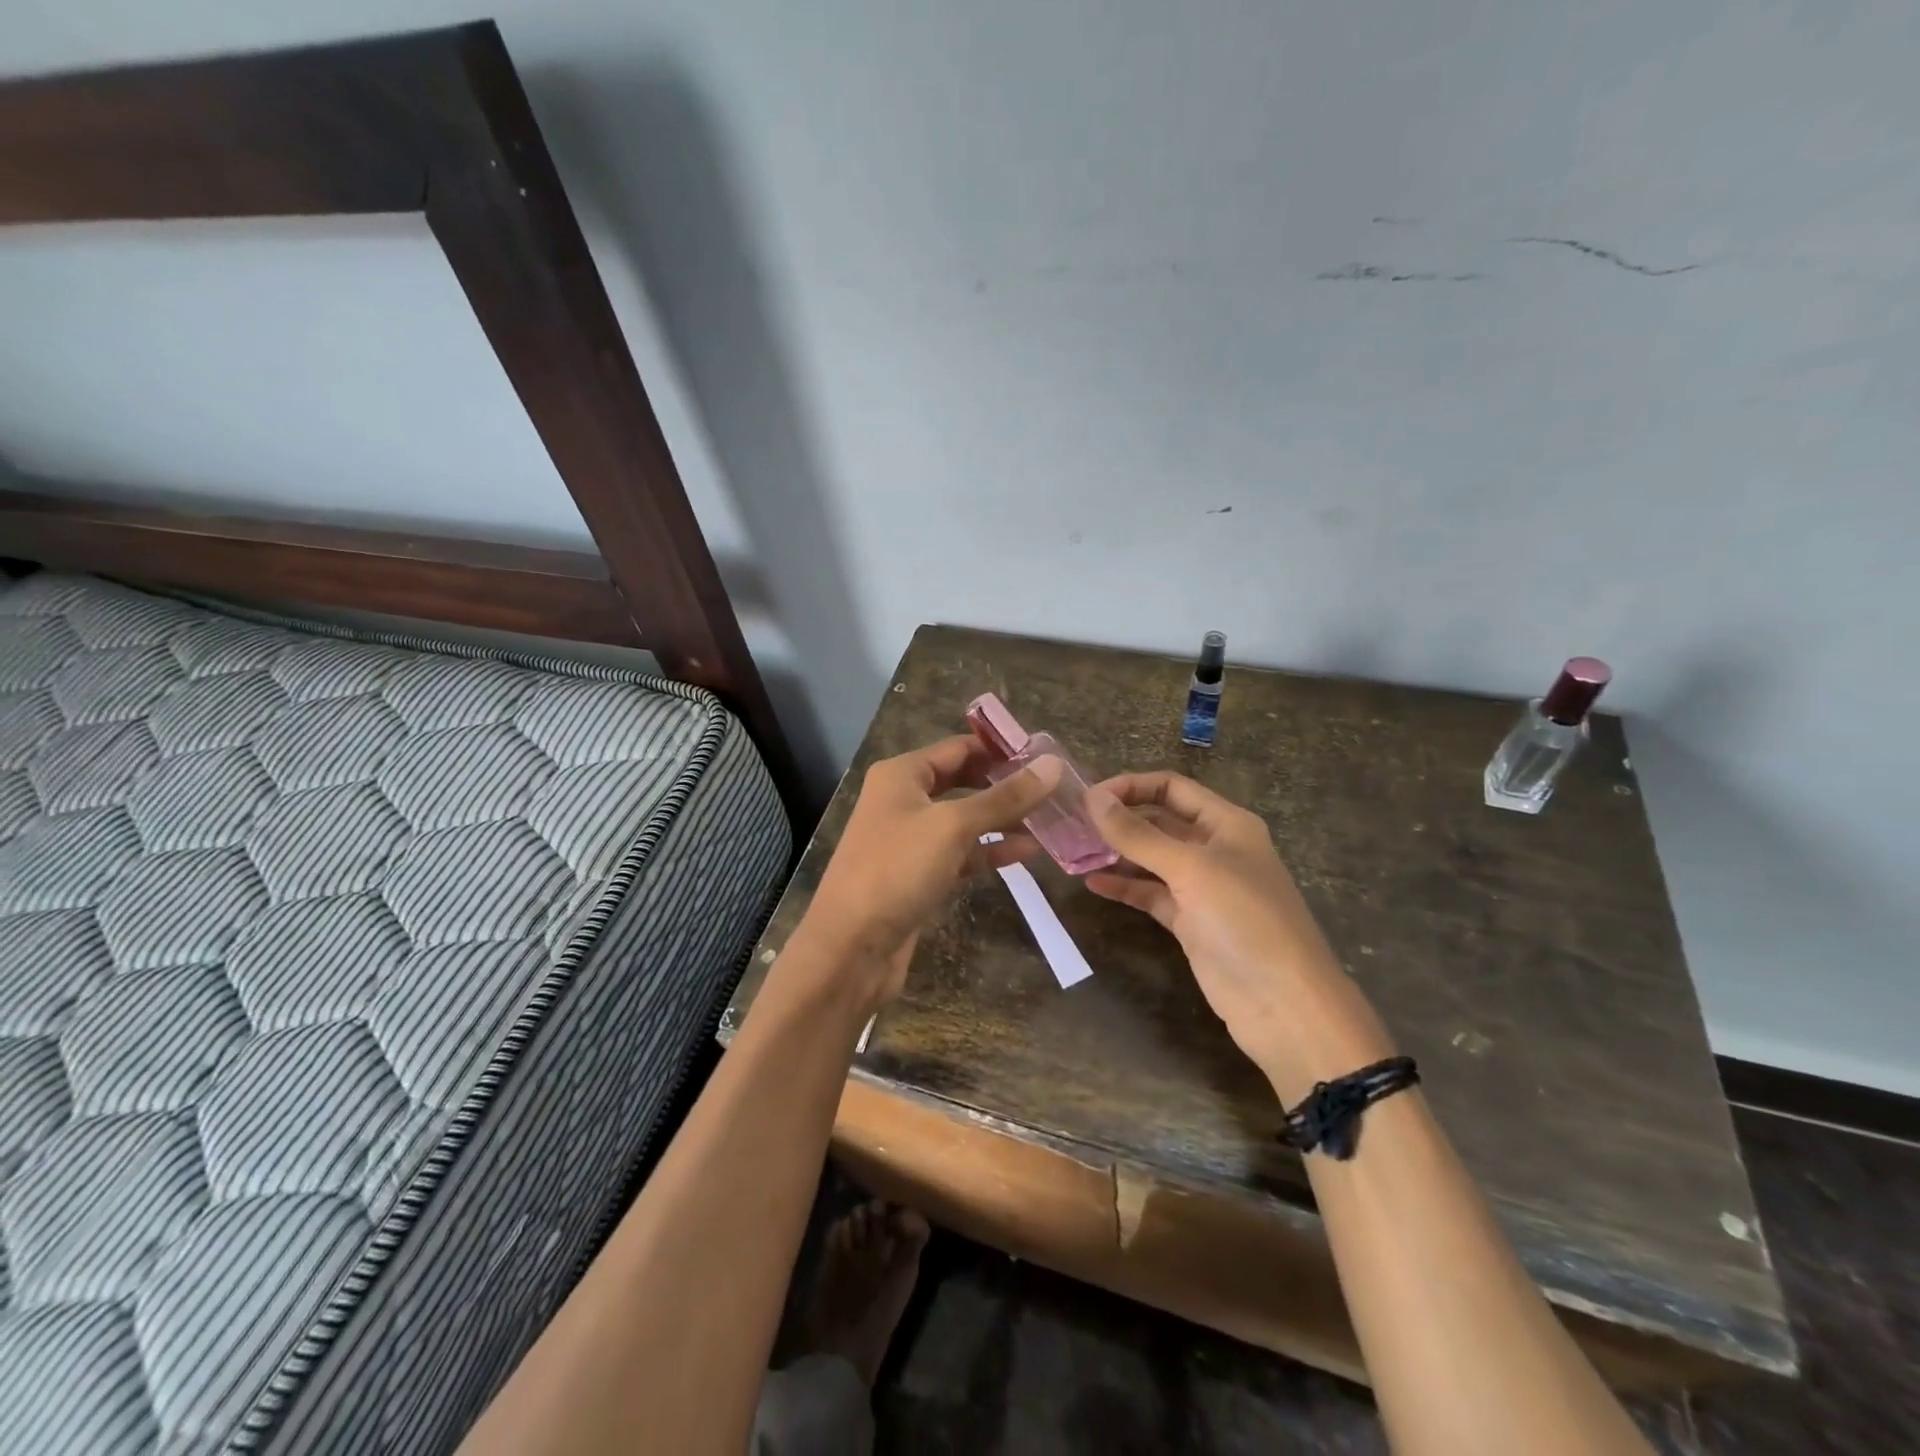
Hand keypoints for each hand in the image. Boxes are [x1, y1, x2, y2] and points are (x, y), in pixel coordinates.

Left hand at [798, 736, 1063, 1012]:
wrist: (851, 947)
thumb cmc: (897, 870)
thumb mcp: (953, 826)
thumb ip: (1004, 798)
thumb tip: (1052, 765)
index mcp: (902, 775)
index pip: (959, 747)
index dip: (1001, 749)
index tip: (1046, 755)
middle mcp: (903, 800)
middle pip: (963, 781)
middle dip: (1005, 785)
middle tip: (1053, 788)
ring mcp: (911, 839)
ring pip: (965, 820)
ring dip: (1003, 819)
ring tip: (1050, 819)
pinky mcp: (920, 874)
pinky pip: (962, 853)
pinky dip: (990, 850)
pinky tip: (1027, 851)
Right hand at [1085, 773, 1393, 1096]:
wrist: (1284, 1005)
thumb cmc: (1244, 921)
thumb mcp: (1191, 869)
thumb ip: (1139, 834)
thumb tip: (1093, 797)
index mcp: (1226, 824)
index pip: (1171, 787)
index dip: (1131, 786)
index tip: (1089, 797)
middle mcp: (1214, 849)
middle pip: (1160, 821)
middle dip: (1121, 818)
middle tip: (1073, 824)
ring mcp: (1202, 888)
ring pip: (1152, 859)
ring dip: (1118, 852)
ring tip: (1075, 851)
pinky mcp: (1191, 922)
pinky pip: (1151, 894)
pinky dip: (1124, 887)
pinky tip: (1092, 883)